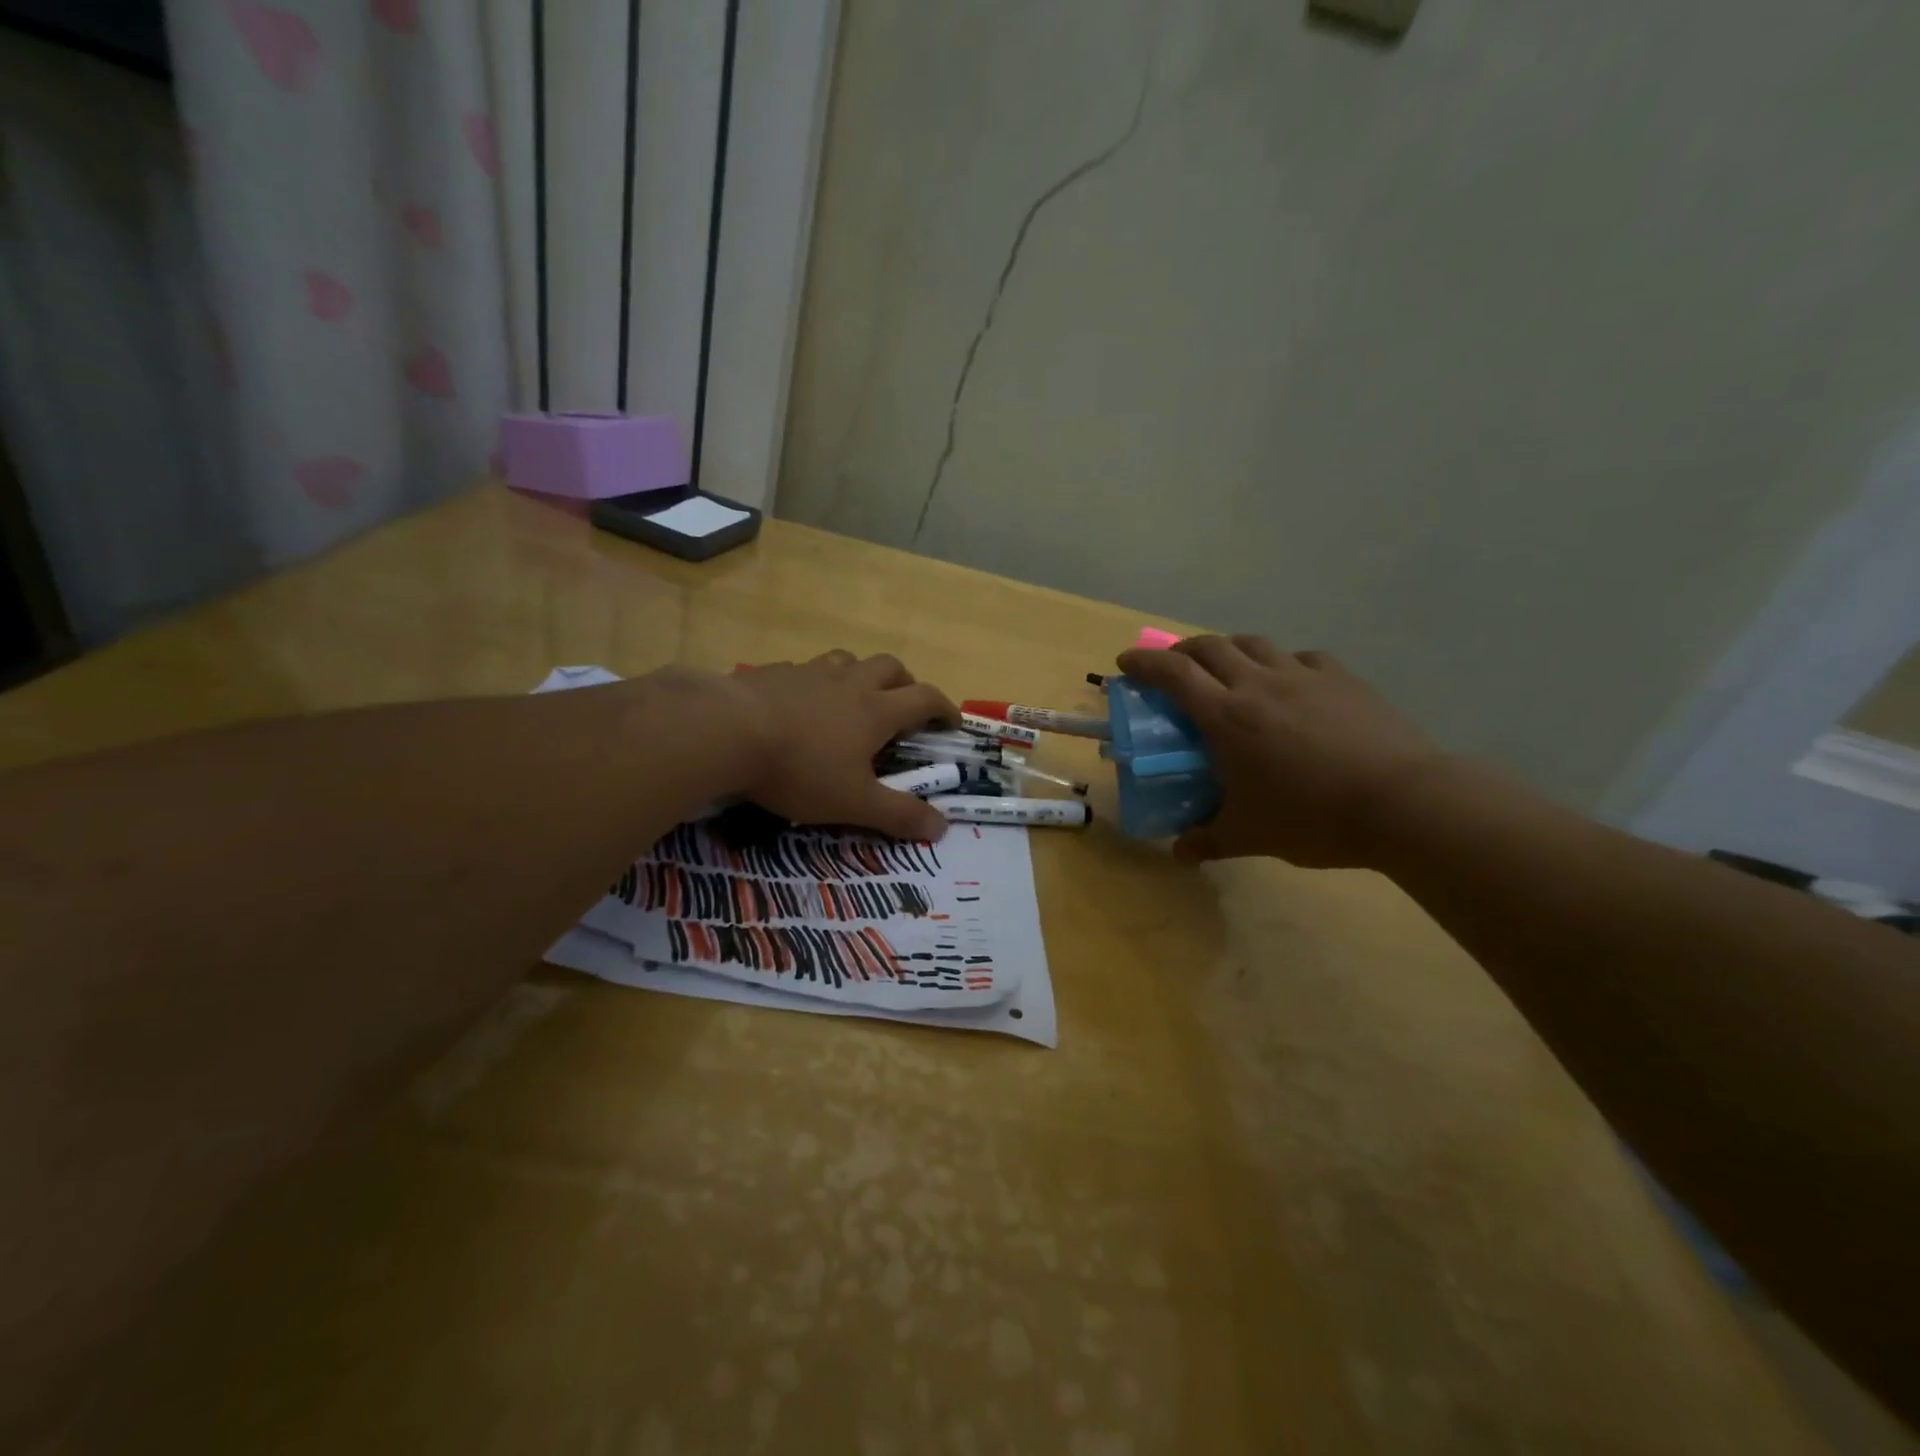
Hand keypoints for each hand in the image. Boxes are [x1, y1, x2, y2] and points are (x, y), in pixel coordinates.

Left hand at [729, 650, 958, 839]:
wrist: (726, 731)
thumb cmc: (800, 768)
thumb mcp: (853, 802)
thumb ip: (898, 815)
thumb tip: (942, 827)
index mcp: (876, 711)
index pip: (925, 699)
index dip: (944, 708)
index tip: (952, 722)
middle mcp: (849, 683)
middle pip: (890, 667)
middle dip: (906, 683)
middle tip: (905, 706)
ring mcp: (810, 673)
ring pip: (848, 660)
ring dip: (861, 674)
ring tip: (854, 697)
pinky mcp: (775, 673)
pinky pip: (806, 669)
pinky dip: (816, 682)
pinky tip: (800, 702)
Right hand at [1116, 635, 1445, 867]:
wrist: (1402, 802)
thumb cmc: (1312, 817)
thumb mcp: (1250, 835)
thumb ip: (1207, 840)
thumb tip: (1179, 853)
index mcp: (1226, 716)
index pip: (1172, 673)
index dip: (1143, 663)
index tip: (1125, 665)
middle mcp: (1258, 684)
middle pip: (1209, 647)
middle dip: (1181, 650)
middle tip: (1173, 668)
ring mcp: (1302, 675)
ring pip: (1253, 644)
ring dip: (1228, 649)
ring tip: (1226, 669)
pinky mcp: (1341, 678)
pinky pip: (1300, 657)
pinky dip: (1281, 663)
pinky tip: (1289, 683)